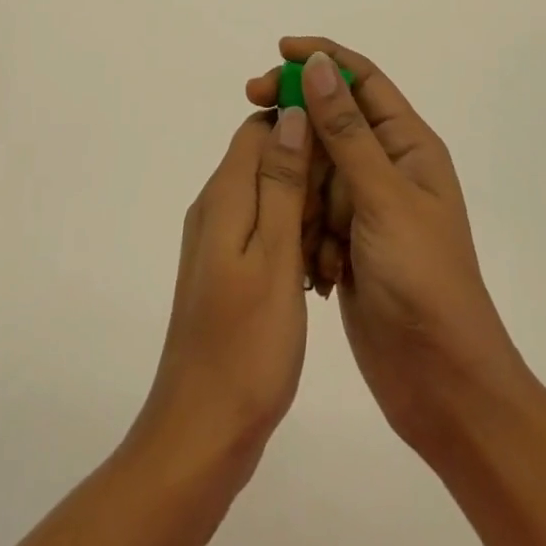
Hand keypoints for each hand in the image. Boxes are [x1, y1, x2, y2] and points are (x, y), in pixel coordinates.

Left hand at [125, 106, 313, 484]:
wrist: (202, 431)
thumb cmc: (247, 345)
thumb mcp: (274, 256)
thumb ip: (281, 183)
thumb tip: (291, 114)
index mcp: (223, 195)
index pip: (258, 127)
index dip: (299, 125)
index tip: (341, 147)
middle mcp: (214, 207)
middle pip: (264, 158)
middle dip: (307, 169)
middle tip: (343, 206)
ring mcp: (218, 240)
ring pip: (268, 195)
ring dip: (303, 206)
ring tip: (336, 241)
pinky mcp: (226, 269)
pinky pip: (264, 230)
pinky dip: (292, 236)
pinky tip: (317, 269)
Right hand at [248, 39, 526, 459]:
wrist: (442, 385)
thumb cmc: (423, 280)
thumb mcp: (383, 197)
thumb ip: (346, 131)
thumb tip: (318, 65)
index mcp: (408, 146)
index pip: (362, 80)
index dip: (323, 58)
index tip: (279, 52)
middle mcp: (387, 167)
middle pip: (331, 120)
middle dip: (295, 117)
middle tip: (252, 106)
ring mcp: (365, 206)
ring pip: (314, 168)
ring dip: (297, 183)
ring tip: (291, 210)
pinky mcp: (347, 241)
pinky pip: (310, 210)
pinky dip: (300, 223)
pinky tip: (305, 254)